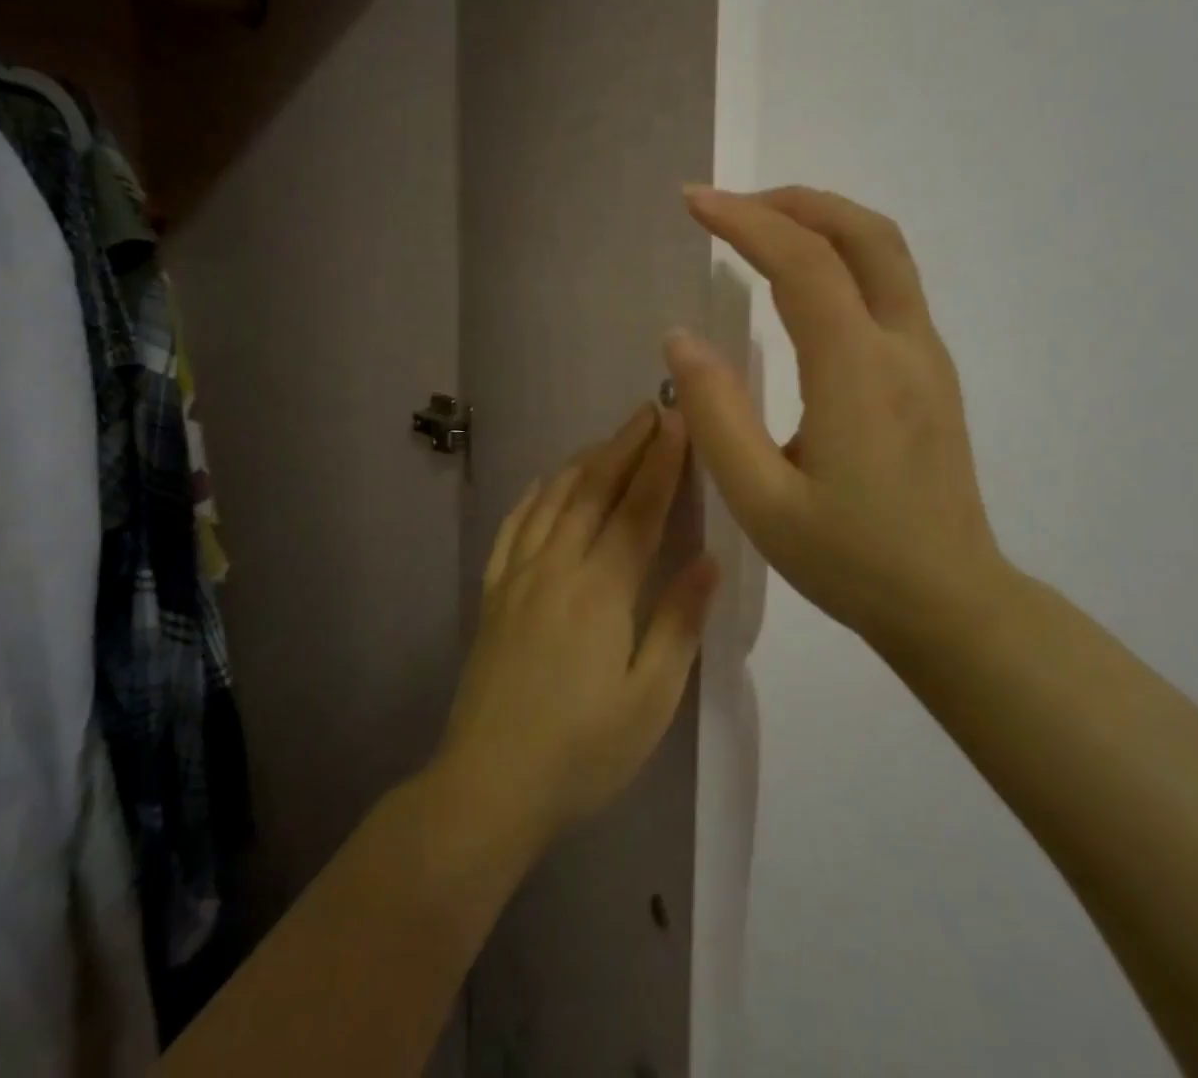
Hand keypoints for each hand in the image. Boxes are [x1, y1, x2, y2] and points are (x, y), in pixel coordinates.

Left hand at [434, 404, 717, 851]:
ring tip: (609, 438)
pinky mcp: (492, 595)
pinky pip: (511, 530)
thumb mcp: (649, 701)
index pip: (638, 509)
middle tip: (650, 409)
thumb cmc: (582, 752)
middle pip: (594, 491)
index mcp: (601, 591)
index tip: (678, 422)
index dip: (661, 462)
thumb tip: (709, 559)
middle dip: (626, 445)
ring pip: (553, 501)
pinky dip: (531, 498)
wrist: (488, 787)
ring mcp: (517, 578)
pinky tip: (542, 484)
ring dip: (584, 462)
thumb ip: (678, 624)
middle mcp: (556, 568)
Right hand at [664, 185, 1008, 642]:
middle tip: (731, 206)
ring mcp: (927, 355)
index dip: (745, 221)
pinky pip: (891, 283)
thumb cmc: (850, 559)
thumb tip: (680, 337)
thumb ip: (717, 414)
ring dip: (823, 220)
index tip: (693, 203)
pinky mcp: (932, 372)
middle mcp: (903, 346)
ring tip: (761, 228)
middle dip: (793, 202)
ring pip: (886, 251)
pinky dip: (843, 253)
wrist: (950, 601)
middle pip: (862, 233)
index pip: (803, 263)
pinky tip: (805, 280)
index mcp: (857, 372)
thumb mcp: (761, 502)